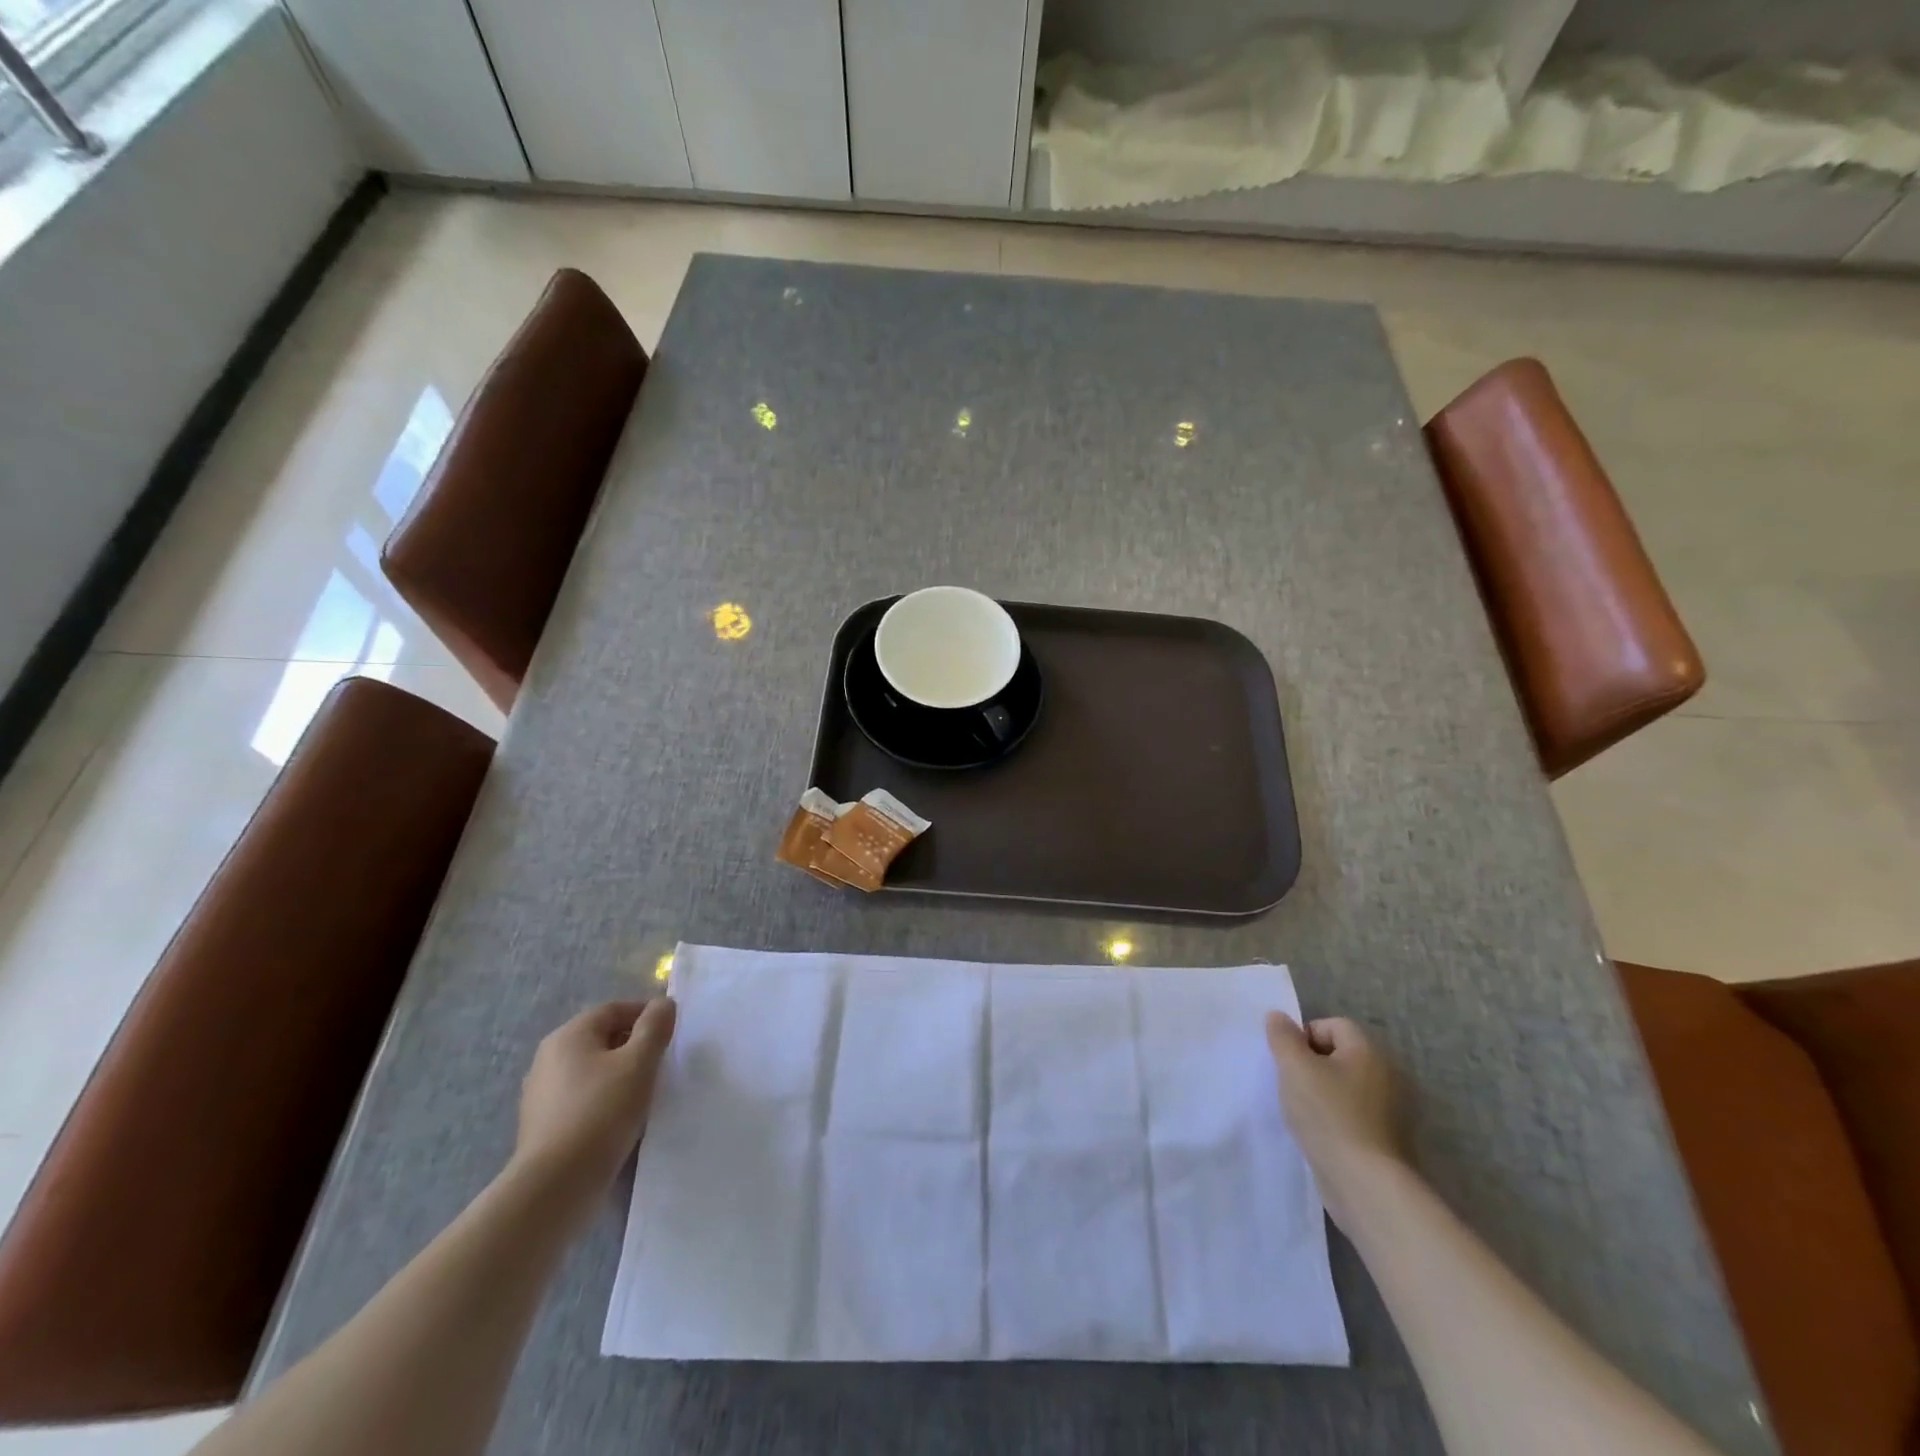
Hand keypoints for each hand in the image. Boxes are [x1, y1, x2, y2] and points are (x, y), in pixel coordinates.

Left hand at [511, 999, 676, 1218]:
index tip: (671, 1033)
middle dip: (634, 1045)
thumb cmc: (601, 1112)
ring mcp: (541, 1093)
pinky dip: (603, 1099)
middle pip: (601, 1037)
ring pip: (592, 1069)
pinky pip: (581, 1097)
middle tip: (662, 1063)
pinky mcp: (542, 1125)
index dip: (646, 1014)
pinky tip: (621, 1119)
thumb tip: (663, 1003)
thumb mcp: (639, 1063)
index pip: (614, 1009)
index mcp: (569, 1035)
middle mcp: (548, 1057)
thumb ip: (654, 1027)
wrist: (555, 1186)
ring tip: (645, 1093)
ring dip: (619, 1074)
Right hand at [1266, 1012, 1404, 1230]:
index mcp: (1368, 1052)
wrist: (1365, 1184)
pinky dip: (1335, 1118)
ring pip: (1344, 1086)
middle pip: (1339, 1055)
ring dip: (1321, 1093)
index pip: (1332, 1025)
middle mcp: (1386, 1075)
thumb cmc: (1328, 1115)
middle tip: (1291, 1084)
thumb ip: (1283, 1037)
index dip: (1304, 1036)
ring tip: (1301, 1111)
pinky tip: (1319, 1134)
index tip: (1287, 1062)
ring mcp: (1389, 1110)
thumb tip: (1278, 1017)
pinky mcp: (1386, 1139)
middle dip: (1311, 1065)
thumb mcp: (1294, 1067)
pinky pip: (1353, 1114)